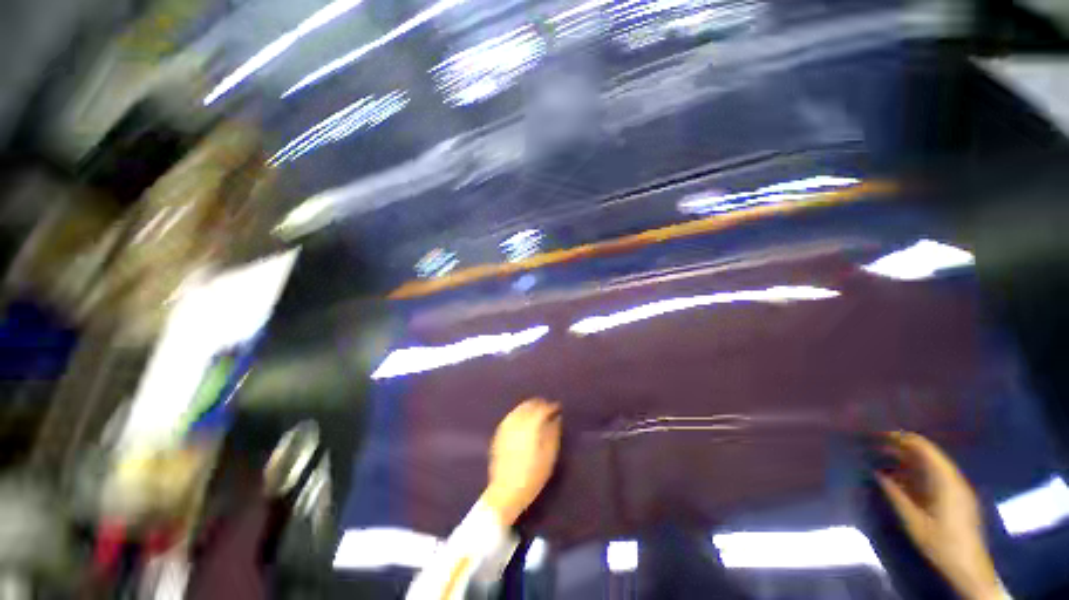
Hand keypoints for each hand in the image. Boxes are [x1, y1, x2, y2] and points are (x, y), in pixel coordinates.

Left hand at [480, 399, 561, 525]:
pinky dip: (519, 414)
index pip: (543, 408)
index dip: (552, 406)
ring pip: (519, 409)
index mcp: (531, 425)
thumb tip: (556, 418)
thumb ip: (553, 433)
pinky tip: (524, 421)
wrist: (505, 492)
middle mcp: (517, 421)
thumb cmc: (532, 476)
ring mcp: (506, 426)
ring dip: (529, 407)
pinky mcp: (499, 433)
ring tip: (537, 413)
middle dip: (540, 404)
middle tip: (548, 409)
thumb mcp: (549, 456)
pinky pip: (511, 416)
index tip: (558, 408)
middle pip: (529, 405)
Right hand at [876, 432, 1003, 599]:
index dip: (902, 439)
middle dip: (903, 449)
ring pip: (931, 465)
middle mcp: (953, 479)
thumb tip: (877, 473)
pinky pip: (936, 476)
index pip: (924, 448)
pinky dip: (917, 473)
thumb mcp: (914, 521)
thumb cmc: (941, 543)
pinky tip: (903, 480)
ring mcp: (957, 488)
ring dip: (909, 461)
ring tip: (885, 461)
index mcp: (945, 480)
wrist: (969, 568)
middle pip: (928, 454)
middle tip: (878, 448)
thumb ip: (896, 495)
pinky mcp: (957, 498)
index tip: (880, 436)